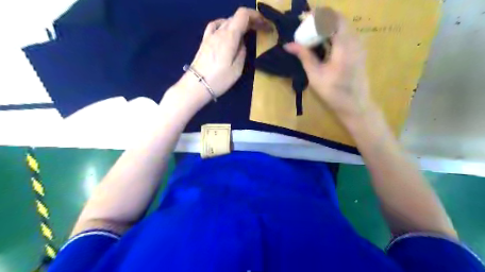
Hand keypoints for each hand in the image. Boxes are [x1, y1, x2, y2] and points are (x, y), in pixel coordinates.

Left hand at [182, 7, 271, 99]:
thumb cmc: (219, 79)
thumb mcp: (237, 69)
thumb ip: (242, 52)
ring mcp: (210, 35)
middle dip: (250, 21)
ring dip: (239, 24)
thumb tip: (242, 43)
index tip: (265, 25)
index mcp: (229, 36)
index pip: (243, 15)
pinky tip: (226, 31)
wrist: (196, 85)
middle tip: (260, 31)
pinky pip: (215, 26)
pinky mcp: (204, 41)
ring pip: (227, 21)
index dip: (256, 16)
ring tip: (246, 33)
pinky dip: (225, 25)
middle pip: (236, 17)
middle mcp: (219, 31)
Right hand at [285, 9, 374, 122]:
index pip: (333, 19)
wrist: (355, 105)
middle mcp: (354, 41)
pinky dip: (333, 35)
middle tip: (306, 26)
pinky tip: (323, 44)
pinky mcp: (358, 52)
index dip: (318, 15)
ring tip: (312, 34)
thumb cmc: (333, 92)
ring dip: (327, 27)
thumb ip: (304, 56)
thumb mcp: (315, 74)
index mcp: (344, 45)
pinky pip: (346, 36)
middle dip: (322, 20)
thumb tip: (288, 45)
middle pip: (339, 20)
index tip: (304, 18)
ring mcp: (358, 46)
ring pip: (343, 27)